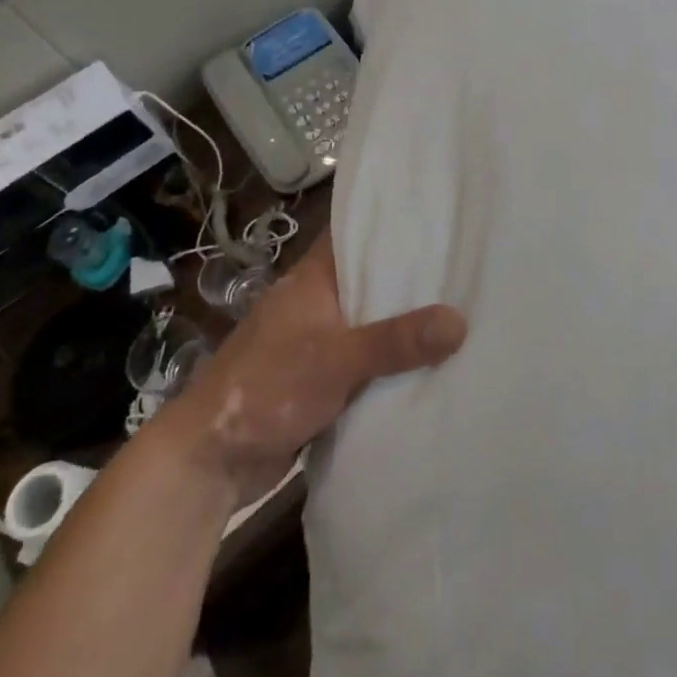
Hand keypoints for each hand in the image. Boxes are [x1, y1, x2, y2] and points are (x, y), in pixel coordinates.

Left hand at [162, 233, 467, 506]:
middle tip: (467, 264)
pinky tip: (432, 360)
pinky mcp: (321, 379)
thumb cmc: (266, 388)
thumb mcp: (336, 358)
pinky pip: (367, 360)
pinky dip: (393, 360)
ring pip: (372, 322)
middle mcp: (317, 303)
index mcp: (313, 279)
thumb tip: (461, 321)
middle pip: (371, 279)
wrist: (209, 462)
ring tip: (464, 306)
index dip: (393, 221)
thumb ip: (396, 340)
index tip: (439, 214)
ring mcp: (318, 342)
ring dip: (405, 322)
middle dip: (413, 276)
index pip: (355, 233)